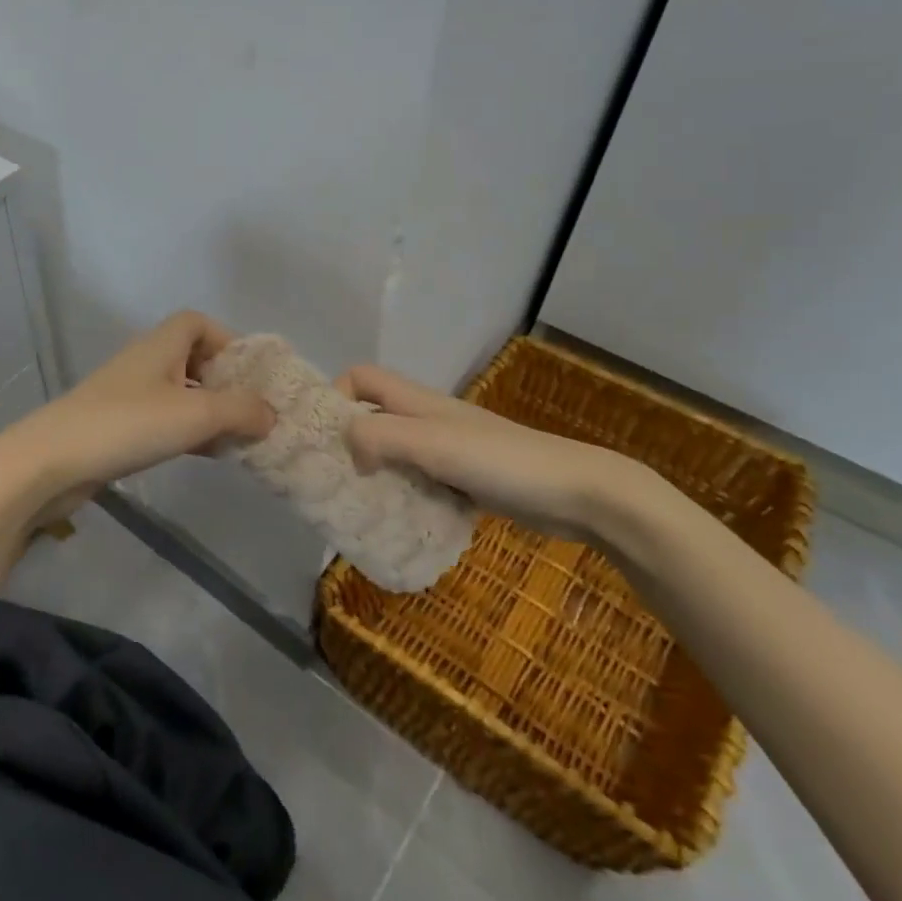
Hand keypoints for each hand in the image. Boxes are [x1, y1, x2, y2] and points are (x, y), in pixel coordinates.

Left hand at [1, 311, 275, 517]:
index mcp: (161, 345)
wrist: (52, 462)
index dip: (228, 340)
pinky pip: (162, 420)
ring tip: (234, 439)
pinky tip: (203, 455)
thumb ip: (240, 410)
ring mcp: (128, 395)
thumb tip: (271, 414)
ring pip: (179, 393)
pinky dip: (187, 432)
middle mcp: (145, 363)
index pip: (197, 322)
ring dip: (208, 411)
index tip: (249, 374)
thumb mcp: (195, 413)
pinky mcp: (117, 426)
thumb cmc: (128, 424)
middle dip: (224, 382)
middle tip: (249, 412)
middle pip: (192, 358)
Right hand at [336, 364, 646, 544]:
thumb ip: (381, 436)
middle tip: (332, 480)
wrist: (577, 492)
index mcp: (417, 402)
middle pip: (373, 416)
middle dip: (349, 442)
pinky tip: (402, 522)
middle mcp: (427, 419)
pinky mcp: (464, 480)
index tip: (324, 437)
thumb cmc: (501, 460)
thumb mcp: (433, 442)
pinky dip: (405, 496)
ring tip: (359, 506)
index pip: (361, 378)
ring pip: (394, 452)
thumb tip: (348, 451)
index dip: (336, 396)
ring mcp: (447, 450)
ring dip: (375, 474)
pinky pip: (419, 481)